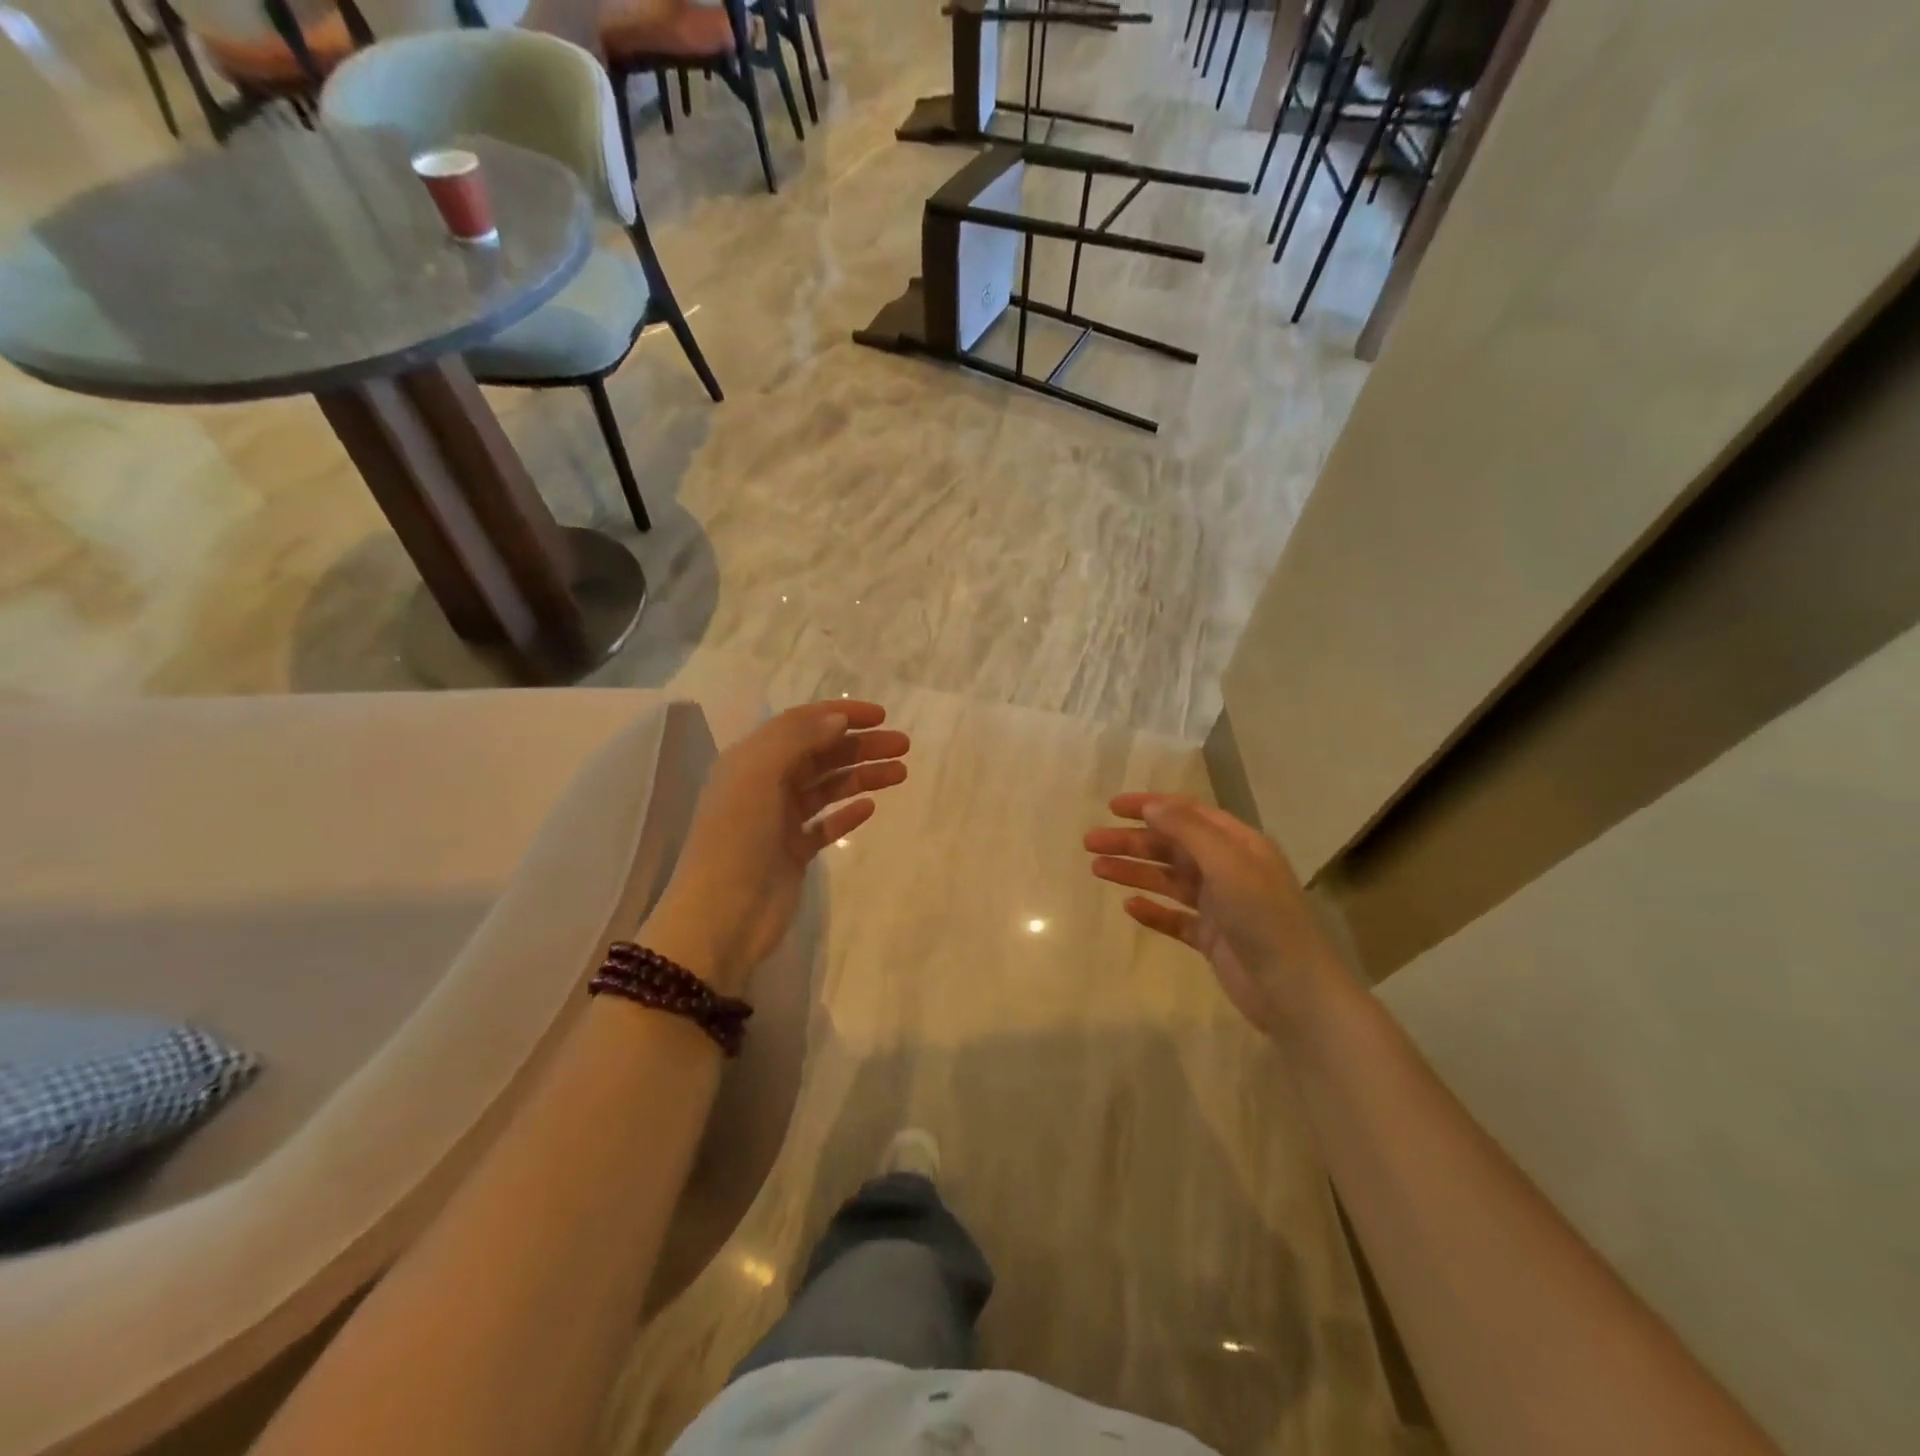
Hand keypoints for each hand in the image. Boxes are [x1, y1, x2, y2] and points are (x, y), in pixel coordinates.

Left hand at [643, 701, 908, 994]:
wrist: (722, 917)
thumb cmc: (737, 839)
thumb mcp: (759, 776)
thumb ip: (797, 739)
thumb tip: (837, 718)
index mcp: (751, 760)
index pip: (800, 723)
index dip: (840, 714)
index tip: (881, 716)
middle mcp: (766, 784)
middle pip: (821, 754)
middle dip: (861, 745)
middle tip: (903, 745)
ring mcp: (780, 819)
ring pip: (828, 787)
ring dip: (862, 776)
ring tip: (900, 773)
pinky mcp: (794, 851)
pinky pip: (826, 824)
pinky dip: (847, 813)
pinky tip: (870, 807)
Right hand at [1084, 794, 1343, 1037]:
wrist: (1294, 991)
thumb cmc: (1263, 918)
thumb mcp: (1227, 864)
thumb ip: (1188, 831)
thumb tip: (1151, 806)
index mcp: (1238, 844)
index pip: (1188, 813)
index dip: (1150, 806)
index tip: (1112, 807)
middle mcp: (1228, 869)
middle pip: (1171, 846)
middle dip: (1131, 841)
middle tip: (1090, 842)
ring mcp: (1219, 905)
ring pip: (1168, 880)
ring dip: (1134, 872)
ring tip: (1097, 869)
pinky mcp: (1211, 938)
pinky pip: (1174, 918)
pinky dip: (1152, 910)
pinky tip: (1129, 906)